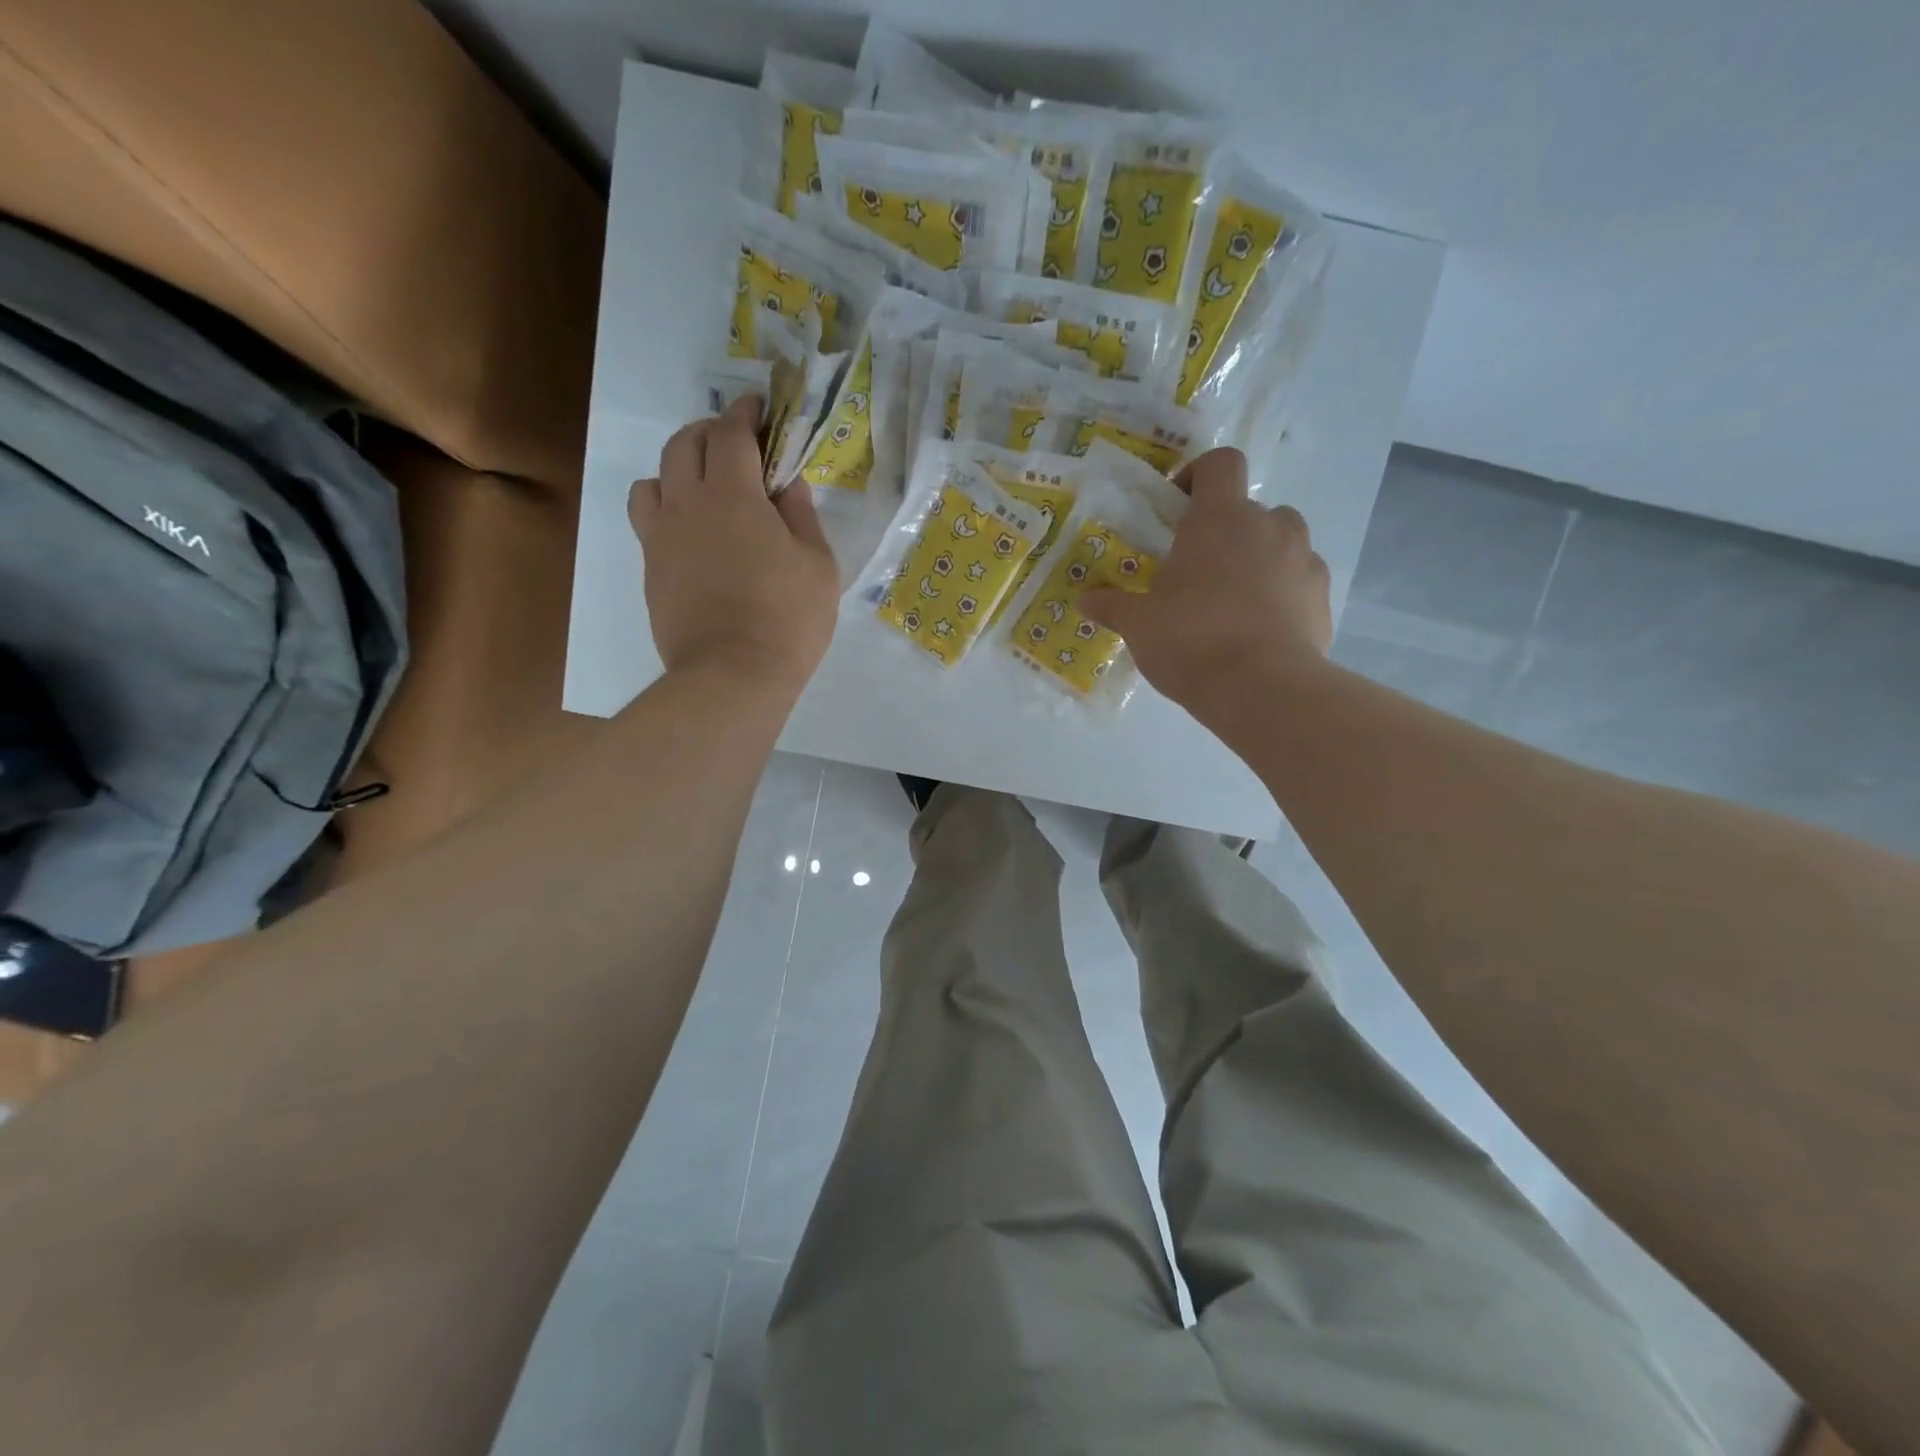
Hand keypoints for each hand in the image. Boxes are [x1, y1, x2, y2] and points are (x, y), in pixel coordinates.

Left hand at [628, 396, 837, 692]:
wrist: (732, 676)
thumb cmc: (788, 619)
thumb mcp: (818, 565)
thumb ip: (801, 516)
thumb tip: (787, 484)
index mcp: (733, 496)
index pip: (731, 434)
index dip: (744, 414)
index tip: (757, 406)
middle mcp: (687, 504)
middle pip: (682, 444)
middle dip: (708, 431)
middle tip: (734, 443)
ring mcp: (661, 538)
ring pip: (653, 479)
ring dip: (677, 468)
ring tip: (702, 486)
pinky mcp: (650, 569)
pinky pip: (647, 519)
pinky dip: (666, 507)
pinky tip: (690, 530)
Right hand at [1082, 447, 1330, 711]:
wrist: (1262, 688)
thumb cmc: (1191, 640)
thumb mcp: (1139, 625)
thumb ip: (1112, 606)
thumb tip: (1085, 601)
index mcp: (1220, 518)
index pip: (1220, 462)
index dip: (1198, 475)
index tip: (1178, 509)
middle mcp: (1269, 526)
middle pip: (1251, 507)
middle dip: (1226, 531)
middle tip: (1199, 570)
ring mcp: (1303, 559)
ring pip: (1283, 540)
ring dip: (1260, 556)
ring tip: (1233, 598)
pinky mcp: (1322, 596)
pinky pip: (1300, 579)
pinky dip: (1282, 592)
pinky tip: (1260, 627)